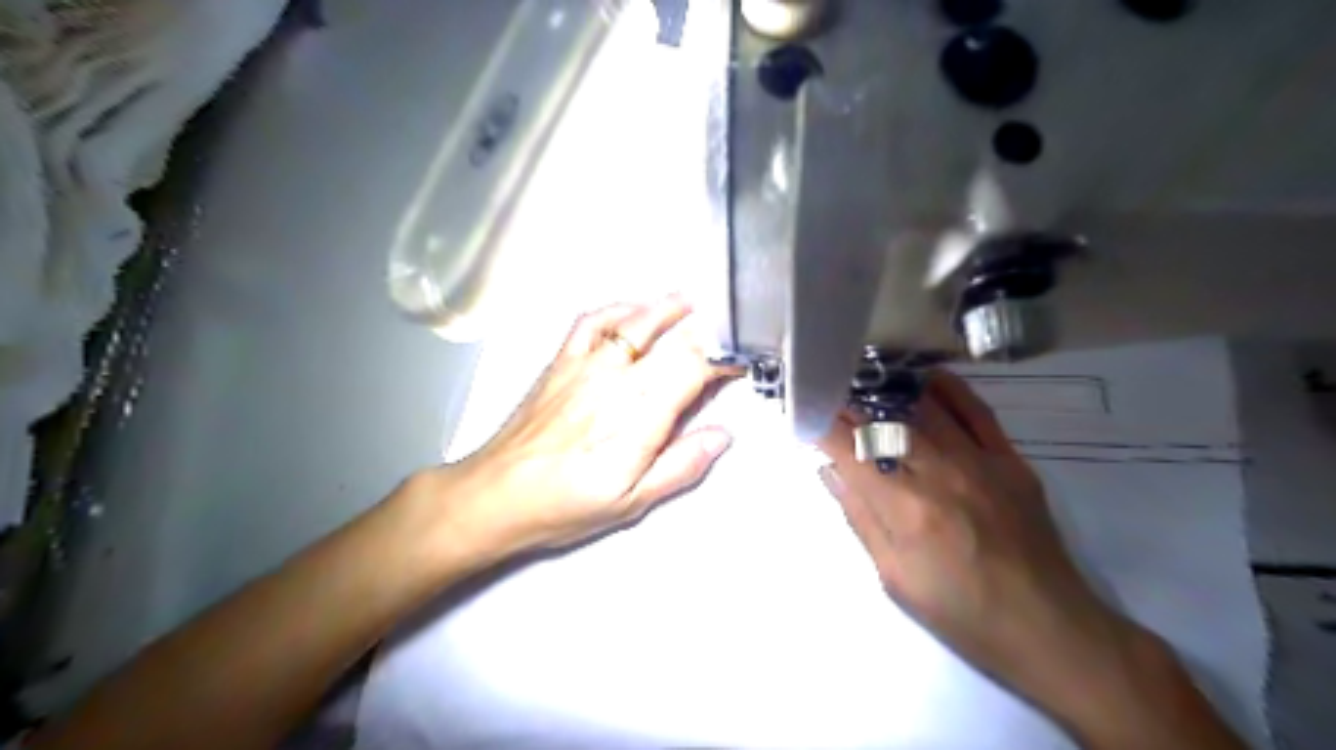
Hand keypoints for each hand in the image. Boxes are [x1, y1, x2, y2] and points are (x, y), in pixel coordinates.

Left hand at [437, 295, 735, 566]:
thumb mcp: (633, 501)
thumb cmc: (565, 504)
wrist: (497, 494)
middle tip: (720, 332)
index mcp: (640, 416)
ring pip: (635, 322)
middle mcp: (617, 381)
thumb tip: (722, 436)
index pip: (693, 369)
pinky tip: (630, 310)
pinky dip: (616, 309)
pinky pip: (591, 322)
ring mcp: (586, 365)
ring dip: (665, 308)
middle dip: (702, 332)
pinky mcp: (561, 361)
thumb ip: (681, 465)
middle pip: (670, 340)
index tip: (735, 367)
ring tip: (687, 301)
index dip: (721, 362)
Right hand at [815, 374, 1136, 708]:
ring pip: (924, 409)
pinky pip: (977, 411)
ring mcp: (979, 461)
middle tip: (829, 394)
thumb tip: (831, 470)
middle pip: (884, 422)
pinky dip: (948, 390)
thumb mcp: (894, 577)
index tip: (806, 414)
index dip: (823, 426)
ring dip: (889, 392)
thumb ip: (861, 518)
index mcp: (905, 508)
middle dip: (850, 404)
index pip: (851, 450)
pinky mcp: (1010, 460)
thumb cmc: (960, 612)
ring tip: (864, 381)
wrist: (1047, 628)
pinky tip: (925, 379)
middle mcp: (939, 473)